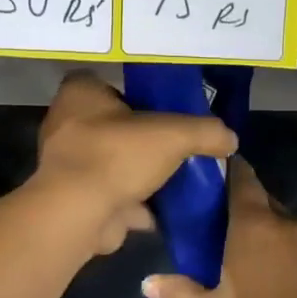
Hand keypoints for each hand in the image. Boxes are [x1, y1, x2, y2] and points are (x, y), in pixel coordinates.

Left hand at [34, 72, 236, 255]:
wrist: (79, 215)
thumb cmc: (117, 155)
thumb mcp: (174, 134)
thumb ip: (205, 131)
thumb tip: (230, 138)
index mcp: (79, 94)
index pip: (103, 83)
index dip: (130, 93)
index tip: (158, 108)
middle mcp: (66, 124)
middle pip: (111, 125)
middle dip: (140, 138)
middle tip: (172, 145)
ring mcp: (67, 165)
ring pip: (111, 162)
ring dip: (137, 173)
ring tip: (172, 179)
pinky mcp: (73, 199)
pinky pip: (109, 195)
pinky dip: (132, 203)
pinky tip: (161, 210)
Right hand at [141, 158, 296, 297]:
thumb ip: (178, 294)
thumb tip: (147, 284)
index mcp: (254, 224)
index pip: (242, 177)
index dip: (228, 170)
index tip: (212, 173)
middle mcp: (286, 222)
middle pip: (262, 199)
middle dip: (243, 205)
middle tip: (220, 223)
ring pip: (284, 223)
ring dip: (267, 230)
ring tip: (247, 252)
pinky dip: (286, 250)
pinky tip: (276, 275)